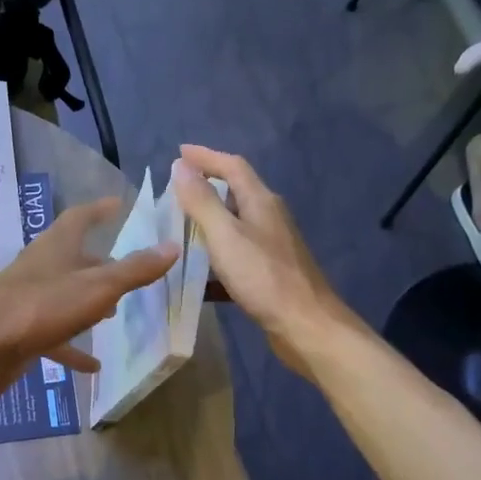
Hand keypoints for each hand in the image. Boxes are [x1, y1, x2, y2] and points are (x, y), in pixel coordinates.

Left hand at [0, 196, 178, 404]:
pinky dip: (73, 346)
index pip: (80, 217)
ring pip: (64, 295)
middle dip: (100, 262)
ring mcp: (28, 300)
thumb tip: (172, 246)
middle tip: (128, 268)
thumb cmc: (40, 309)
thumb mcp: (97, 288)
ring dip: (88, 301)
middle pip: (73, 257)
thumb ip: (135, 270)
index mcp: (56, 247)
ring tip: (115, 313)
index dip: (100, 209)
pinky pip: (54, 335)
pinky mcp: (21, 331)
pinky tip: (92, 365)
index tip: (119, 204)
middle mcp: (40, 268)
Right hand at [168, 145, 356, 378]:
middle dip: (207, 188)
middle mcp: (269, 219)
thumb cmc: (264, 277)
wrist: (305, 325)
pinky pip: (236, 259)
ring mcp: (272, 248)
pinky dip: (215, 261)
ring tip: (179, 232)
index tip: (178, 153)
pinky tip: (197, 279)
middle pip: (236, 193)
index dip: (206, 157)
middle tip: (175, 193)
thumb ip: (202, 201)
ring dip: (209, 225)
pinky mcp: (270, 275)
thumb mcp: (225, 236)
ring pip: (236, 227)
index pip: (233, 166)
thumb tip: (181, 166)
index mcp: (261, 202)